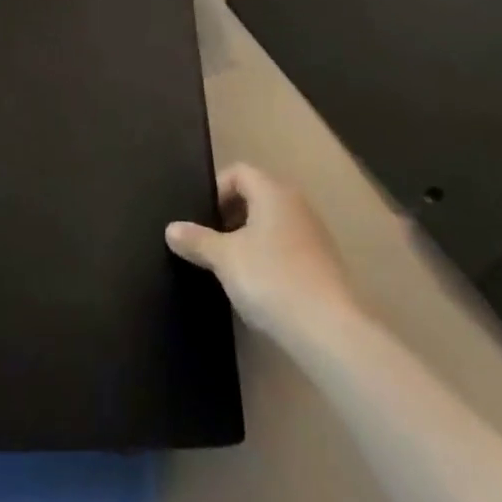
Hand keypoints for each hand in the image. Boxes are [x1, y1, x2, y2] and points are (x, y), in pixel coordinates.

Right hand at [166, 164, 358, 347]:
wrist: (329, 329)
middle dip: (231, 215)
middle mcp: (296, 203)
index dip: (216, 190)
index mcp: (272, 191)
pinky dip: (271, 257)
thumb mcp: (225, 259)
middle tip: (213, 243)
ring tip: (234, 268)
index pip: (238, 172)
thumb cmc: (271, 279)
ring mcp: (314, 233)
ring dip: (251, 238)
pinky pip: (288, 246)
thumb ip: (197, 241)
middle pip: (257, 195)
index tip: (202, 220)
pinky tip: (261, 287)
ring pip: (273, 223)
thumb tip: (171, 229)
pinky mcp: (325, 262)